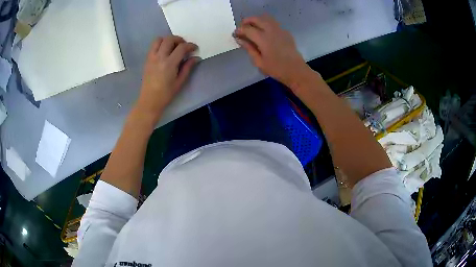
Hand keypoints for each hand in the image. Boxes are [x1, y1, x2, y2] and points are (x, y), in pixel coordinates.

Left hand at [136, 36, 198, 120]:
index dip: (190, 45)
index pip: (181, 47)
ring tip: (173, 46)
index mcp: (169, 64)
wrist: (149, 100)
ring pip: (159, 39)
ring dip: (168, 40)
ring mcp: (152, 57)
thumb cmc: (166, 93)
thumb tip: (196, 58)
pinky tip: (165, 52)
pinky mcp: (147, 59)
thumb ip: (187, 67)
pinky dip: (160, 44)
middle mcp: (159, 57)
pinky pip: (153, 46)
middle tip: (184, 46)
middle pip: (170, 39)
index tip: (194, 48)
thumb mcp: (180, 81)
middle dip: (179, 39)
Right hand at [234, 15, 308, 86]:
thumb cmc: (276, 69)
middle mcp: (271, 30)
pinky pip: (273, 23)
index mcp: (263, 39)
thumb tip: (240, 39)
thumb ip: (249, 48)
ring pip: (266, 18)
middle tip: (242, 28)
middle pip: (257, 19)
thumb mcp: (259, 62)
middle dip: (247, 21)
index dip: (239, 30)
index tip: (235, 34)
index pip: (247, 29)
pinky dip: (266, 24)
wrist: (296, 71)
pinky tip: (265, 33)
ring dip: (257, 20)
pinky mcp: (286, 32)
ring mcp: (280, 30)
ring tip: (253, 28)